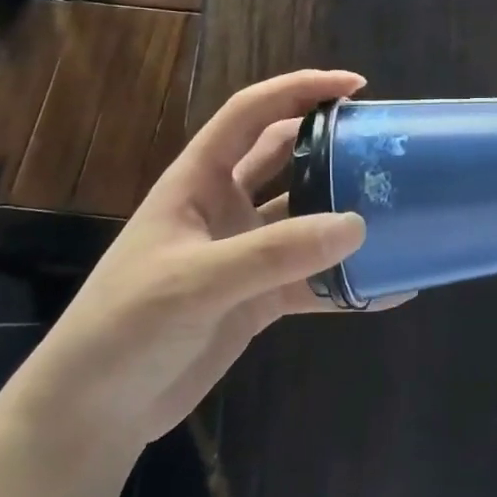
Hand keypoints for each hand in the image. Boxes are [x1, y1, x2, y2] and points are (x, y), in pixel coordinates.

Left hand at [1, 69, 391, 469]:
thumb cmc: (126, 326)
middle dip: (331, 145)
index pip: (250, 114)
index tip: (354, 86)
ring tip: (401, 211)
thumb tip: (357, 225)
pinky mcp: (259, 300)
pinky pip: (313, 282)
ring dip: (345, 215)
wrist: (94, 410)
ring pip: (306, 221)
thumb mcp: (196, 281)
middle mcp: (224, 209)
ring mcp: (244, 256)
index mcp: (197, 182)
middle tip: (385, 145)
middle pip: (286, 159)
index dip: (299, 90)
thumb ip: (275, 252)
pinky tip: (390, 290)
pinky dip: (348, 284)